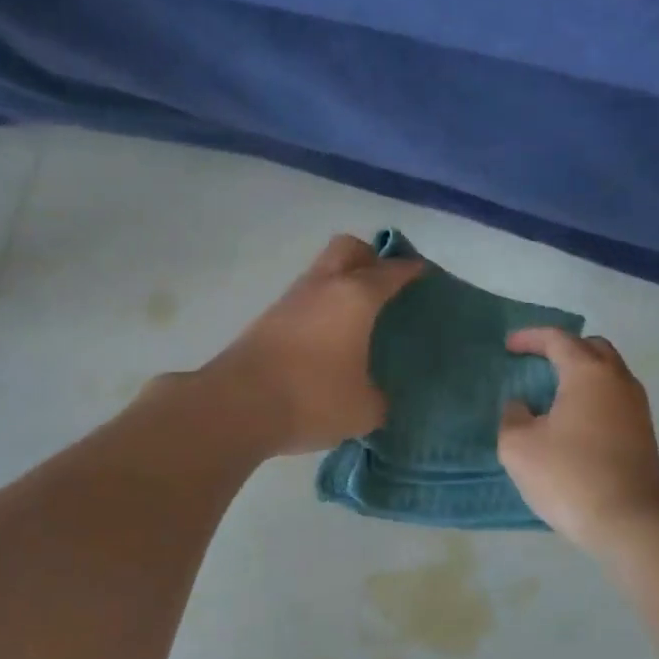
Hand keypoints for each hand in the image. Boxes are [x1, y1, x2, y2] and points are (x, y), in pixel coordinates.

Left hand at [203, 235, 422, 454]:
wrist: (237, 406)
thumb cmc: (313, 398)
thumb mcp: (363, 410)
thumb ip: (377, 399)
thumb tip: (373, 397)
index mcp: (355, 297)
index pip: (390, 271)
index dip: (409, 269)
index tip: (421, 273)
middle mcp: (322, 287)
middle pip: (348, 248)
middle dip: (369, 257)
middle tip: (383, 283)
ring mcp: (290, 301)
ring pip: (321, 272)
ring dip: (340, 282)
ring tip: (356, 315)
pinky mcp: (266, 321)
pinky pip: (303, 300)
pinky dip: (319, 307)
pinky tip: (327, 337)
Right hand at [497, 328, 658, 553]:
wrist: (632, 523)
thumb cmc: (570, 476)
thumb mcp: (518, 447)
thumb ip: (512, 417)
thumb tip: (522, 406)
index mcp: (588, 373)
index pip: (558, 339)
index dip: (530, 338)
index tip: (508, 346)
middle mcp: (618, 381)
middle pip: (593, 348)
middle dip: (563, 348)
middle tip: (537, 362)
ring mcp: (637, 408)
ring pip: (609, 374)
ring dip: (581, 374)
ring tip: (553, 392)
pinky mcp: (644, 435)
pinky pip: (615, 399)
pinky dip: (592, 397)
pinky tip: (573, 421)